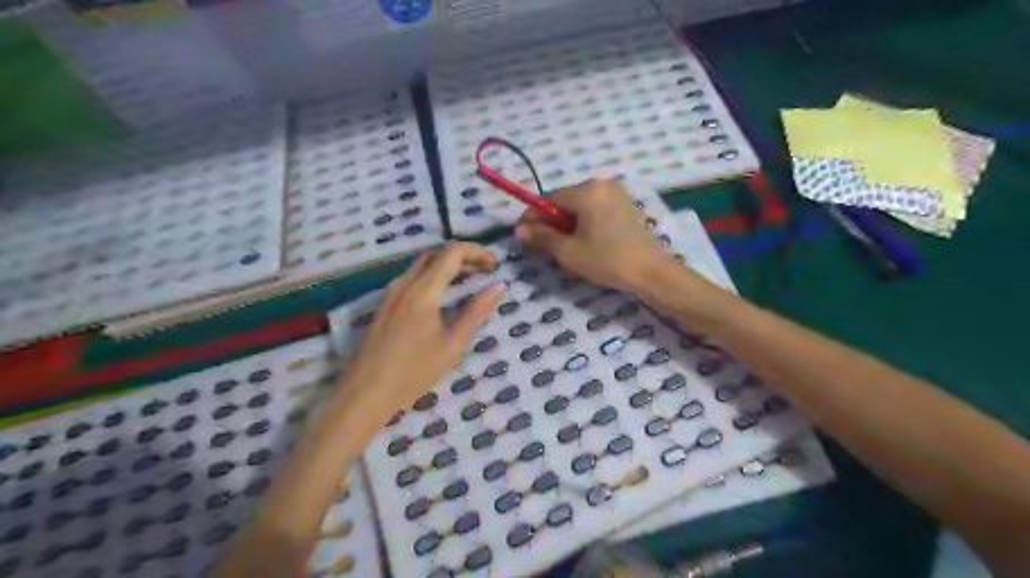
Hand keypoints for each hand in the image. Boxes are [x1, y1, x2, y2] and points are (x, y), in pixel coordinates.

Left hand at [342, 240, 508, 435]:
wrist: (366, 392)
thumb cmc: (414, 371)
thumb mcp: (453, 343)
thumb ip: (477, 311)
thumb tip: (500, 286)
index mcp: (423, 290)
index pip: (452, 253)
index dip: (477, 252)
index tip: (495, 264)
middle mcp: (405, 283)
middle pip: (436, 254)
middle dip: (464, 257)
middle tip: (486, 271)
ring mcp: (391, 293)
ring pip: (422, 265)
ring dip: (447, 266)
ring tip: (470, 281)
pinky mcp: (385, 305)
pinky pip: (412, 278)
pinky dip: (433, 276)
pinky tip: (443, 296)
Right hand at [515, 178, 676, 294]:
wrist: (651, 272)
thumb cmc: (607, 260)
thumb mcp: (569, 251)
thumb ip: (542, 237)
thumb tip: (519, 230)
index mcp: (586, 191)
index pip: (548, 199)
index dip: (532, 217)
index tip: (521, 235)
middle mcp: (602, 184)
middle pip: (565, 201)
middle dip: (550, 221)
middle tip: (541, 245)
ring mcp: (617, 193)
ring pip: (580, 206)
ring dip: (567, 223)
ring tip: (563, 247)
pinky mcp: (626, 205)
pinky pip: (596, 209)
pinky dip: (584, 222)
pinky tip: (584, 241)